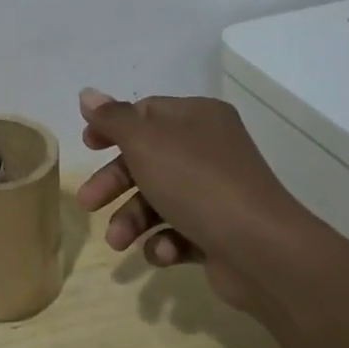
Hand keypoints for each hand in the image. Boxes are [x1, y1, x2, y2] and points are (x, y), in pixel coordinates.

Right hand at [76, 88, 317, 312]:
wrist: (261, 250)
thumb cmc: (196, 182)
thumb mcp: (145, 142)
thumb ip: (113, 119)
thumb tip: (87, 94)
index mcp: (197, 118)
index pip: (146, 113)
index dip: (113, 128)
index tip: (87, 146)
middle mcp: (209, 149)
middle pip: (147, 159)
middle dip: (115, 183)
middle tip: (88, 203)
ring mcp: (217, 192)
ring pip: (159, 199)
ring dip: (132, 219)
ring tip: (118, 242)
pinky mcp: (220, 231)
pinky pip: (180, 231)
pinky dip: (163, 242)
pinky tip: (161, 253)